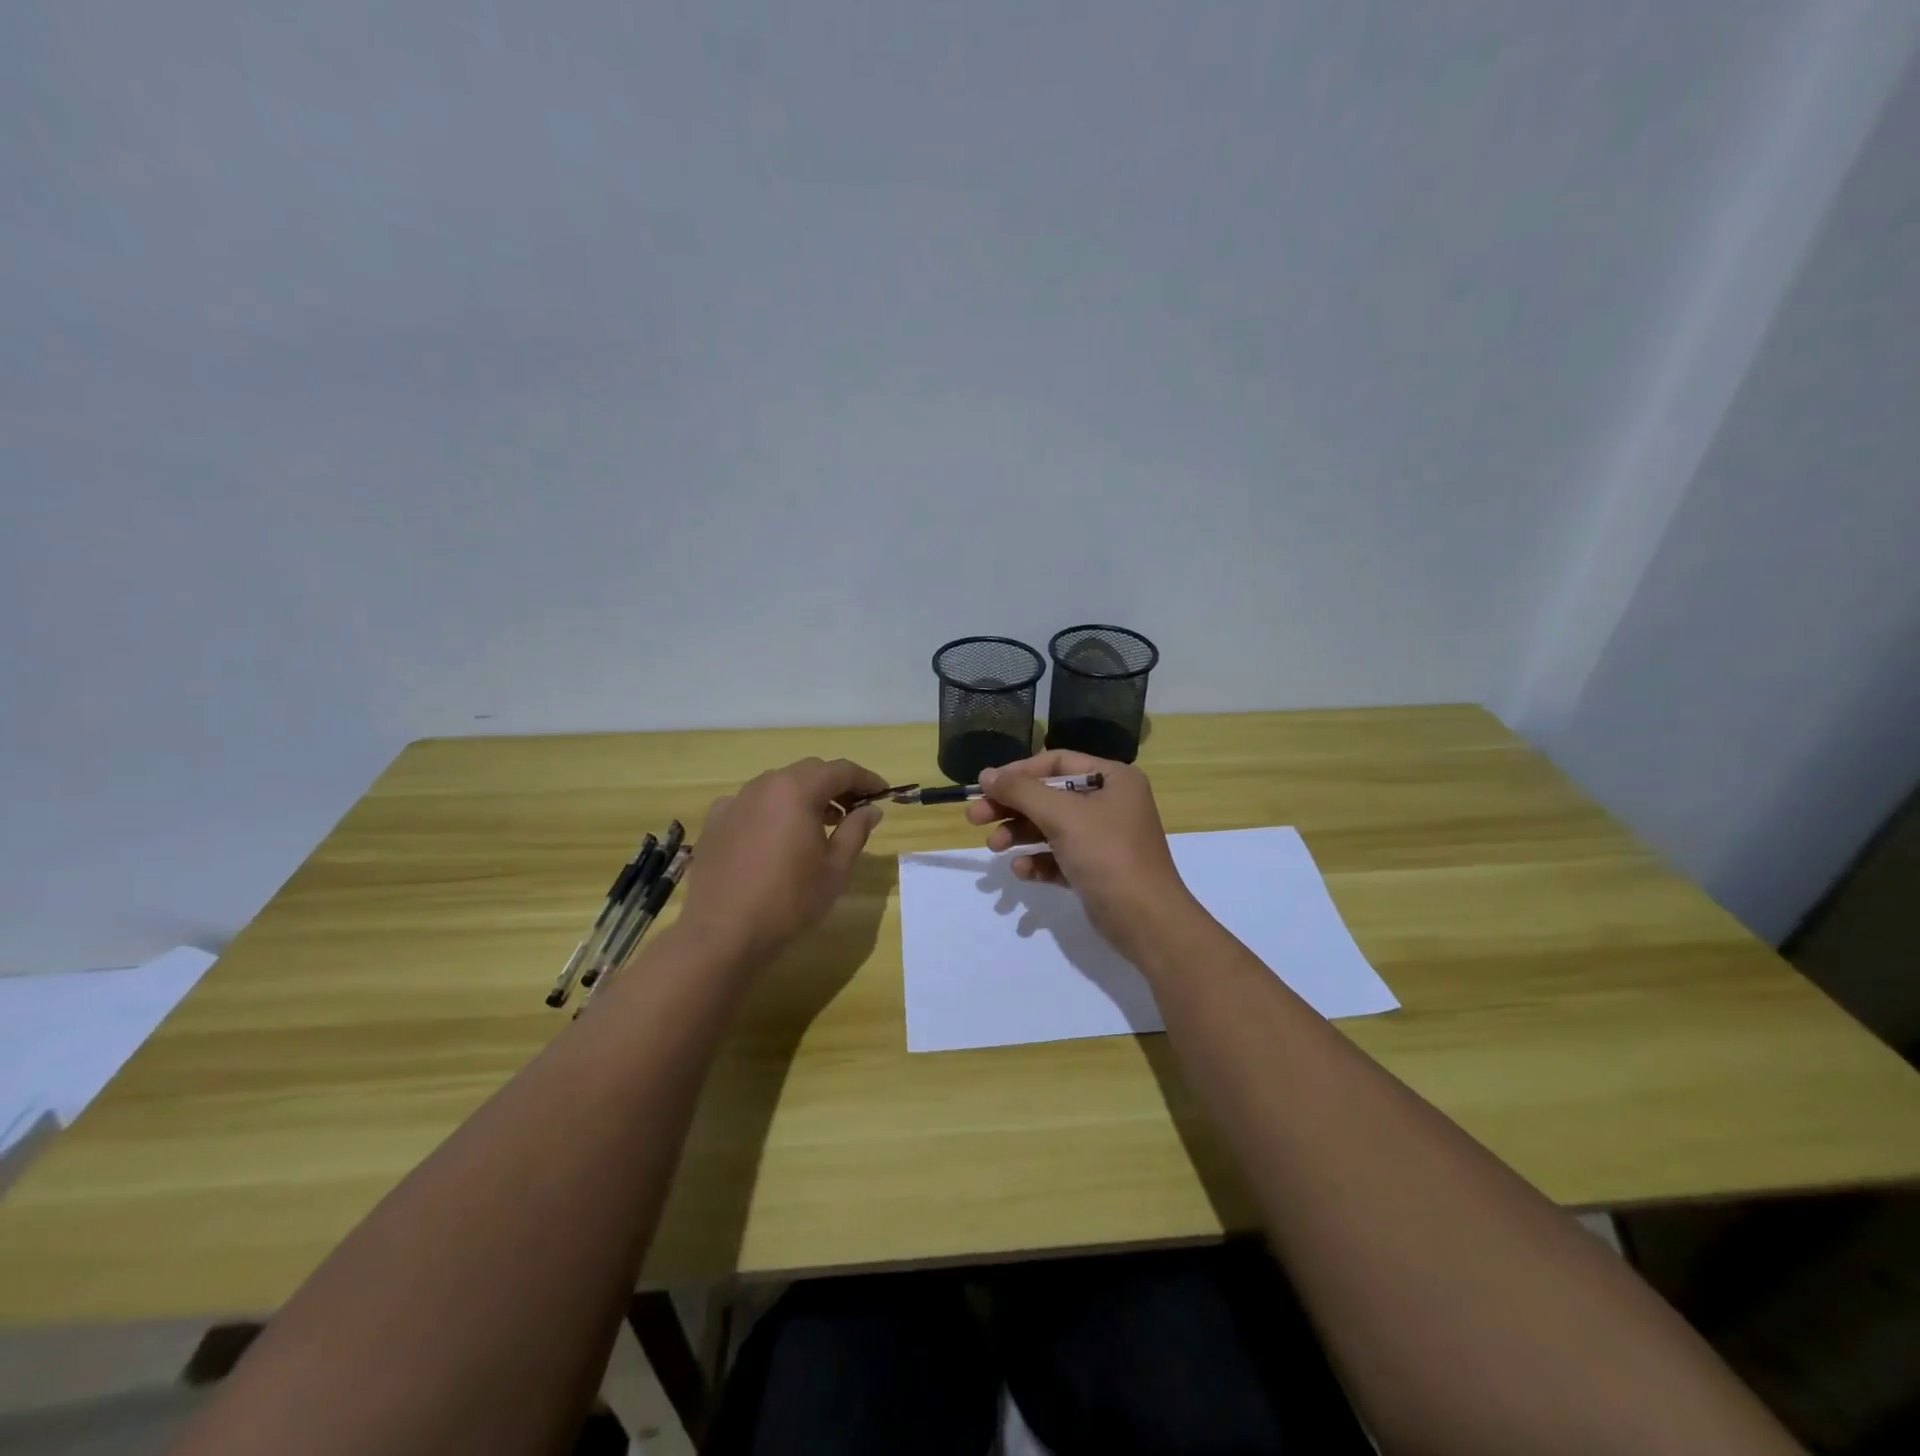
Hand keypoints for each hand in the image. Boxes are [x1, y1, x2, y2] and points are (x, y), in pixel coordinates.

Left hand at [678, 758, 889, 963]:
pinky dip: (771, 811)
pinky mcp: (714, 823)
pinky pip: (750, 804)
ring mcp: (734, 802)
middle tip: (854, 810)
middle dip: (835, 785)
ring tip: (818, 826)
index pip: (840, 770)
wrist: (722, 934)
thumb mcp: (835, 868)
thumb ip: (856, 831)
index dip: (866, 779)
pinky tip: (774, 838)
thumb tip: (871, 809)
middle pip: (808, 772)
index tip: (883, 794)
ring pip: (777, 785)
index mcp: (797, 791)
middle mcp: (763, 786)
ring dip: (803, 796)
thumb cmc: (789, 901)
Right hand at [965, 751, 1200, 960]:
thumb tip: (986, 775)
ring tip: (995, 847)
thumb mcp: (1062, 816)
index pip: (1057, 763)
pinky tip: (1022, 871)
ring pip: (1050, 827)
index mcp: (1113, 779)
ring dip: (1020, 834)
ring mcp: (1104, 838)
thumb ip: (1021, 791)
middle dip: (1012, 807)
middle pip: (1049, 796)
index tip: (985, 787)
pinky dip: (1038, 861)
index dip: (1018, 772)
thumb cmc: (1108, 856)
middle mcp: (1110, 803)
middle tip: (975, 818)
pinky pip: (1059, 856)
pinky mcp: (1096, 870)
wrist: (1147, 923)